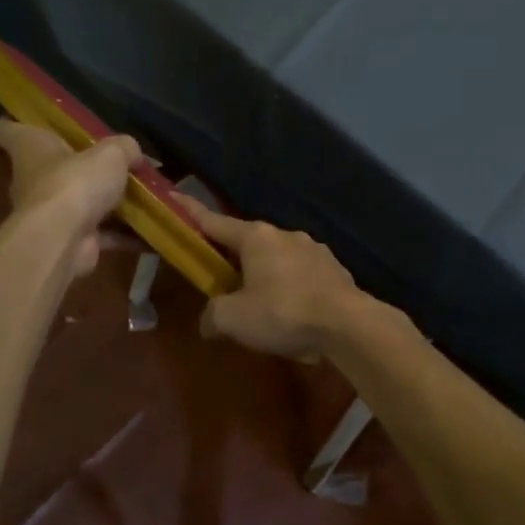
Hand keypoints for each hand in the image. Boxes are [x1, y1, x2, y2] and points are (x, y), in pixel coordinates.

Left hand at [0, 119, 142, 276]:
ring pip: (79, 202)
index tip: (28, 122)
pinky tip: (150, 232)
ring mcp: (49, 213)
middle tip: (111, 161)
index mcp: (31, 148)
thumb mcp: (110, 154)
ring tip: (141, 196)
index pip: (7, 130)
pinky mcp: (69, 240)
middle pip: (50, 167)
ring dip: (106, 203)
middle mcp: (33, 179)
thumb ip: (124, 148)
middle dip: (78, 167)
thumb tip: (133, 154)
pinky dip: (123, 234)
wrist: (62, 240)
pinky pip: (100, 234)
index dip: (14, 124)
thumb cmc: (75, 182)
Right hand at [178, 196, 366, 361]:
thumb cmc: (283, 312)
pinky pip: (302, 277)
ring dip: (266, 277)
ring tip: (263, 308)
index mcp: (256, 237)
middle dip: (235, 259)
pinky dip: (292, 291)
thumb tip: (208, 321)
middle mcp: (285, 235)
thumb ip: (214, 315)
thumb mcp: (234, 319)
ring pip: (279, 260)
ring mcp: (314, 250)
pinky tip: (293, 316)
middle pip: (249, 243)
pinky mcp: (335, 270)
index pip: (214, 222)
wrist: (348, 325)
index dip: (192, 214)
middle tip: (223, 282)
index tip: (176, 199)